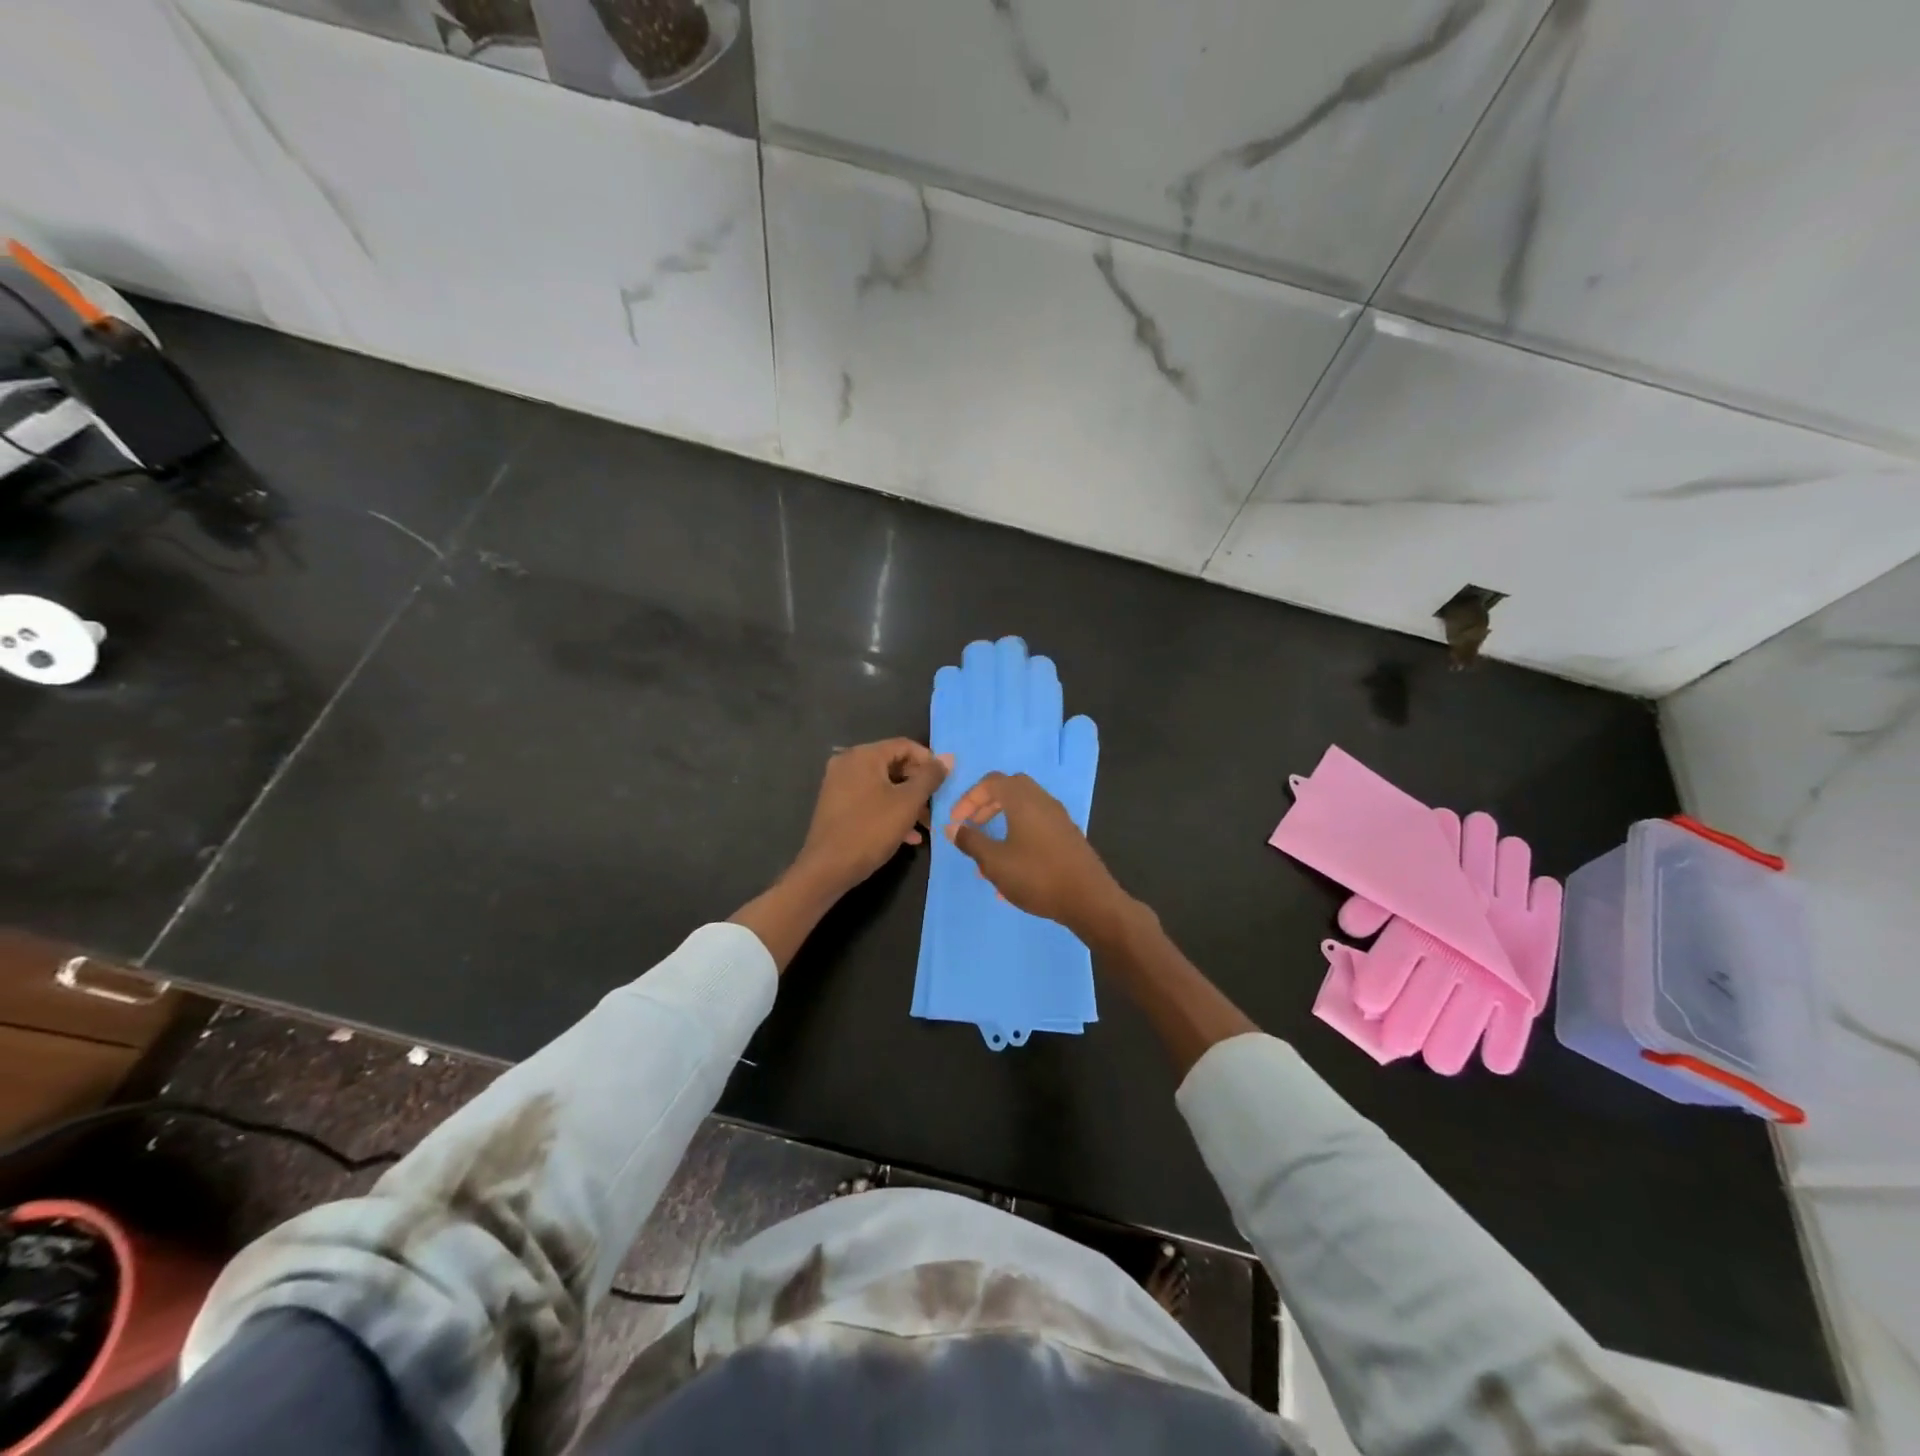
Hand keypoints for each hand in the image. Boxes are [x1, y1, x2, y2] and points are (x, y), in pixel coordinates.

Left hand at [793, 739, 950, 897]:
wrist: (827, 869)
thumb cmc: (871, 830)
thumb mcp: (908, 803)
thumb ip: (930, 777)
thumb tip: (948, 758)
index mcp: (863, 755)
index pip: (904, 745)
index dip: (929, 761)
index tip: (945, 781)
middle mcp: (848, 763)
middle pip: (893, 765)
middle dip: (919, 785)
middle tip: (937, 805)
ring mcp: (839, 785)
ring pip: (883, 786)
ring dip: (908, 802)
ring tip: (926, 825)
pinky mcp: (837, 806)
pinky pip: (870, 800)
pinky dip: (890, 812)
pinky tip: (908, 836)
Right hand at [946, 771, 1128, 939]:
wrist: (1089, 900)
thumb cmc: (1037, 876)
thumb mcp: (995, 862)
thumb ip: (971, 841)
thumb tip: (952, 827)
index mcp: (1024, 800)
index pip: (992, 782)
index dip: (969, 798)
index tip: (956, 821)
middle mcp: (1043, 802)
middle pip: (1010, 790)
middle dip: (987, 806)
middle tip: (972, 827)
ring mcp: (1059, 819)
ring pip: (1024, 811)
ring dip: (1002, 825)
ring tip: (987, 857)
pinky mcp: (1068, 837)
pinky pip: (1037, 828)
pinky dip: (1019, 838)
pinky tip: (1012, 872)